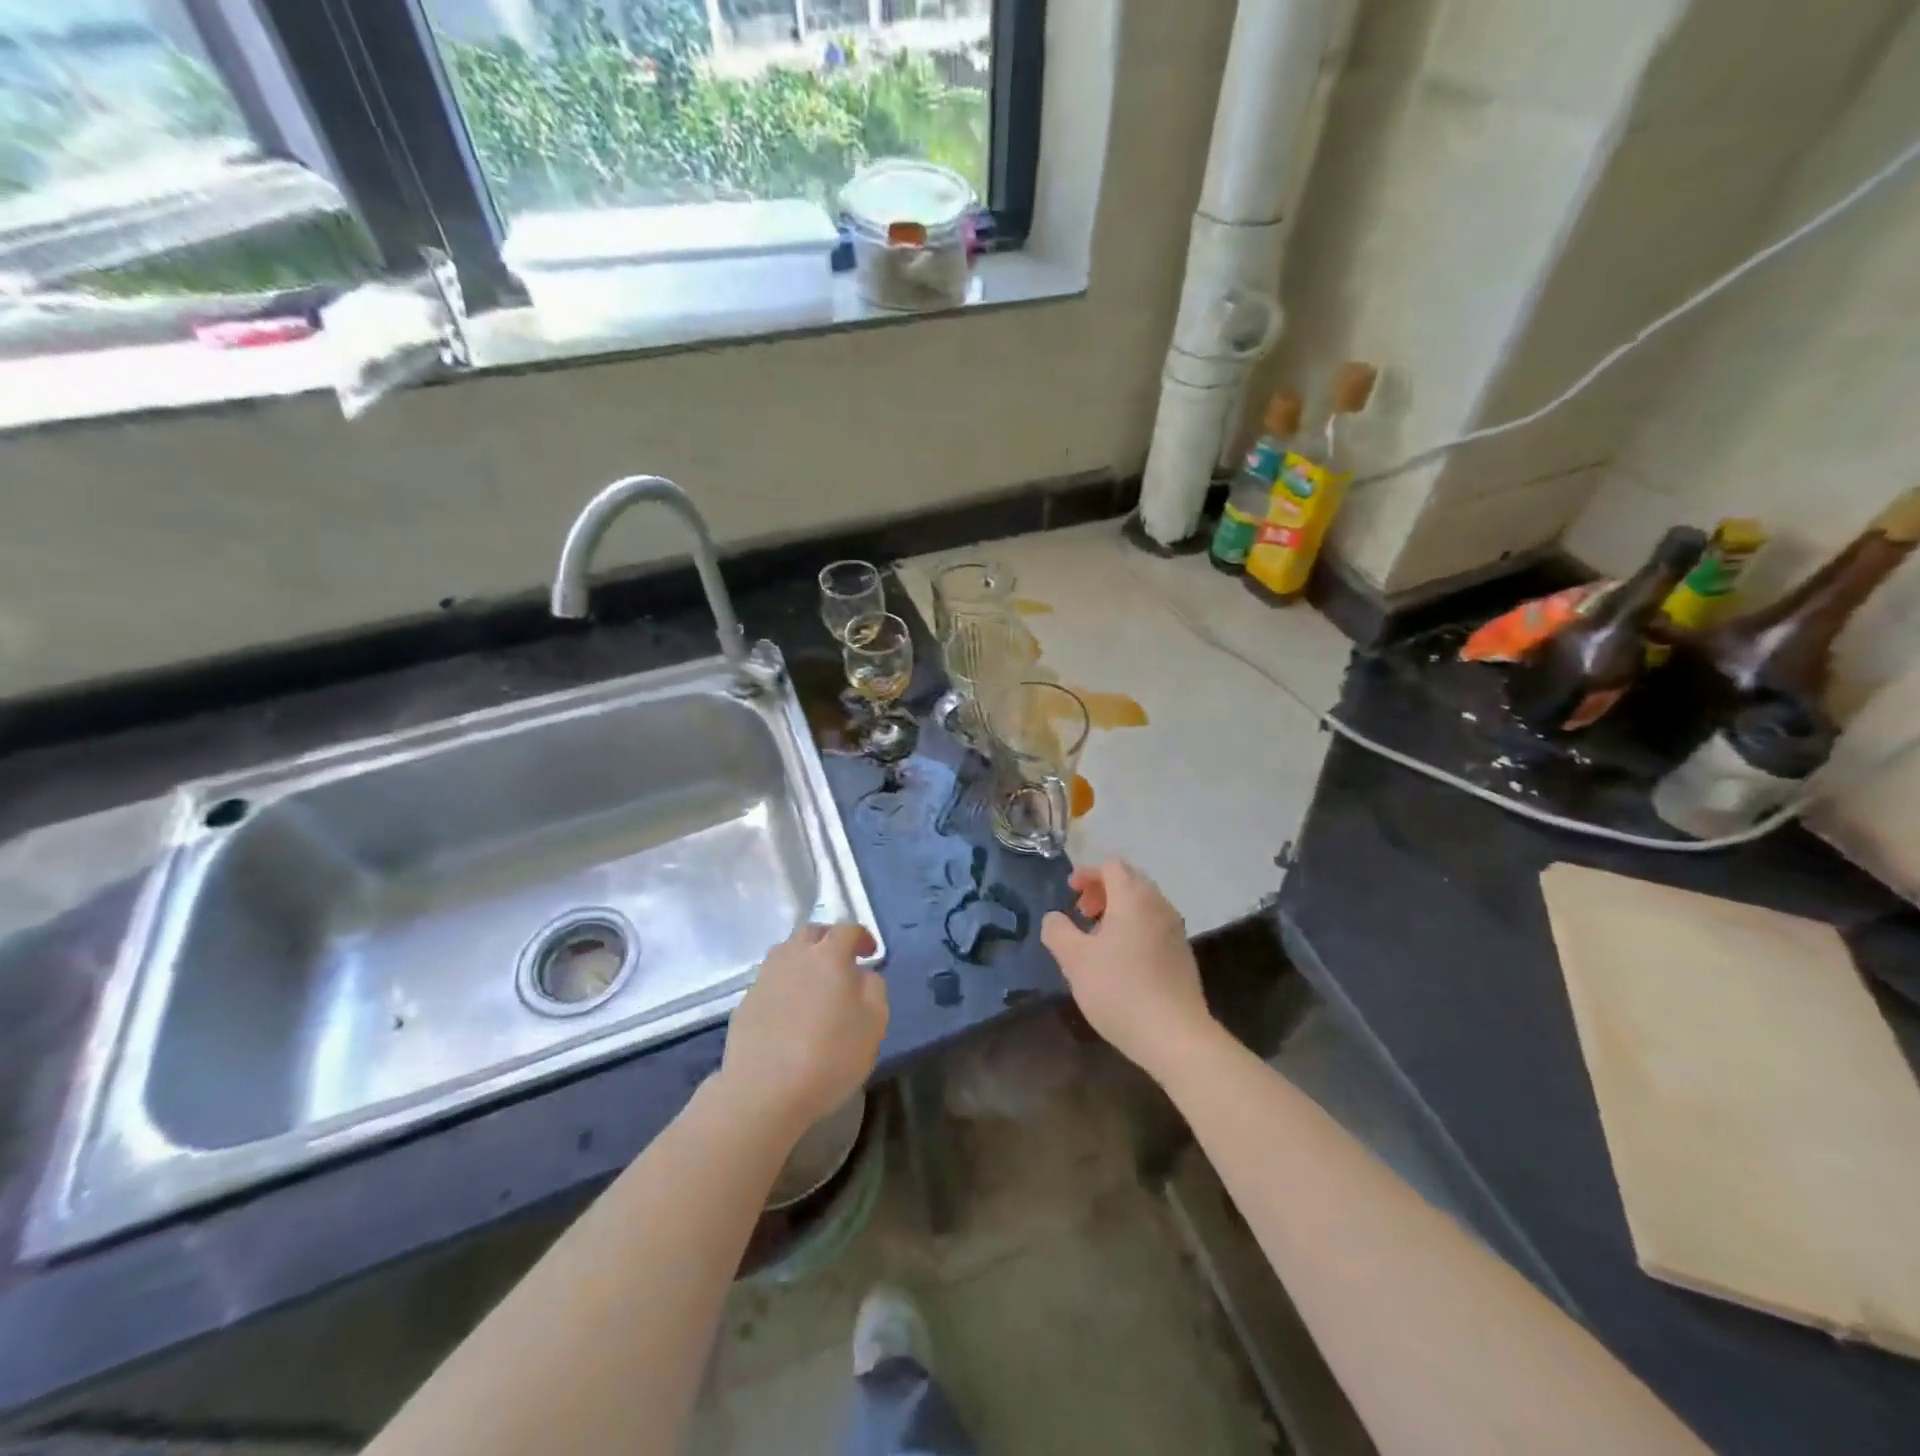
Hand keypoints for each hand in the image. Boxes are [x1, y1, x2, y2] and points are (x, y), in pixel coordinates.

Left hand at [719, 922, 887, 1140]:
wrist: (764, 1092)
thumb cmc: (830, 1056)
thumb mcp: (874, 1023)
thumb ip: (874, 988)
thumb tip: (861, 975)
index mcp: (828, 954)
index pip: (847, 929)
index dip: (862, 937)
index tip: (869, 953)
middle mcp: (793, 955)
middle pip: (811, 933)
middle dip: (829, 940)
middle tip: (841, 962)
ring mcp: (764, 977)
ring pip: (786, 954)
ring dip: (803, 960)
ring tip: (813, 985)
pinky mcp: (745, 1002)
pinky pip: (770, 982)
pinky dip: (784, 986)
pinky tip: (789, 1013)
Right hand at [1040, 860, 1216, 1082]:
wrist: (1175, 1035)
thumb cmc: (1119, 989)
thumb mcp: (1074, 960)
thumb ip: (1058, 931)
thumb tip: (1054, 918)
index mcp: (1134, 898)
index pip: (1111, 866)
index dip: (1087, 874)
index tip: (1070, 893)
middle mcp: (1159, 905)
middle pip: (1130, 881)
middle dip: (1102, 891)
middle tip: (1081, 915)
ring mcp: (1175, 930)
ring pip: (1143, 904)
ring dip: (1118, 911)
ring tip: (1097, 940)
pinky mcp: (1183, 955)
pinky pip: (1154, 926)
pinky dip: (1134, 928)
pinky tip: (1121, 961)